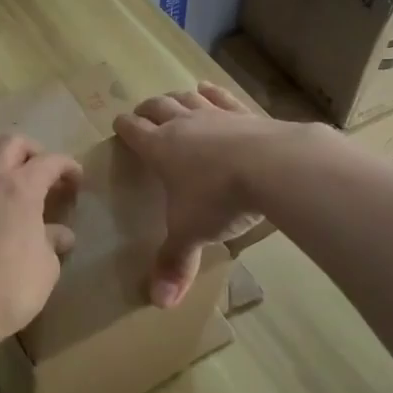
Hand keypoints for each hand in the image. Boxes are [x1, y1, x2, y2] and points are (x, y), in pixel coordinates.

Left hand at [0, 135, 82, 351]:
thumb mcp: (46, 266)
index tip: (79, 182)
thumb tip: (58, 234)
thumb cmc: (9, 286)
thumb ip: (53, 242)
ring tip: (22, 196)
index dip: (69, 167)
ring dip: (6, 169)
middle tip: (48, 179)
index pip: (50, 161)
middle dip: (34, 153)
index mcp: (20, 187)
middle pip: (11, 144)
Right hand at [113, 82, 280, 307]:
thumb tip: (159, 304)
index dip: (124, 127)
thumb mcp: (191, 233)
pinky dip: (212, 92)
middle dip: (147, 109)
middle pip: (158, 107)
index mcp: (161, 149)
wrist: (273, 167)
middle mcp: (184, 125)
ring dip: (176, 98)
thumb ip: (174, 263)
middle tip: (142, 113)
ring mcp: (216, 115)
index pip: (134, 132)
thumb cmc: (219, 198)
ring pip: (188, 99)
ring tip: (171, 98)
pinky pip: (223, 98)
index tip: (119, 125)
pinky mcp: (246, 114)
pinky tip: (207, 89)